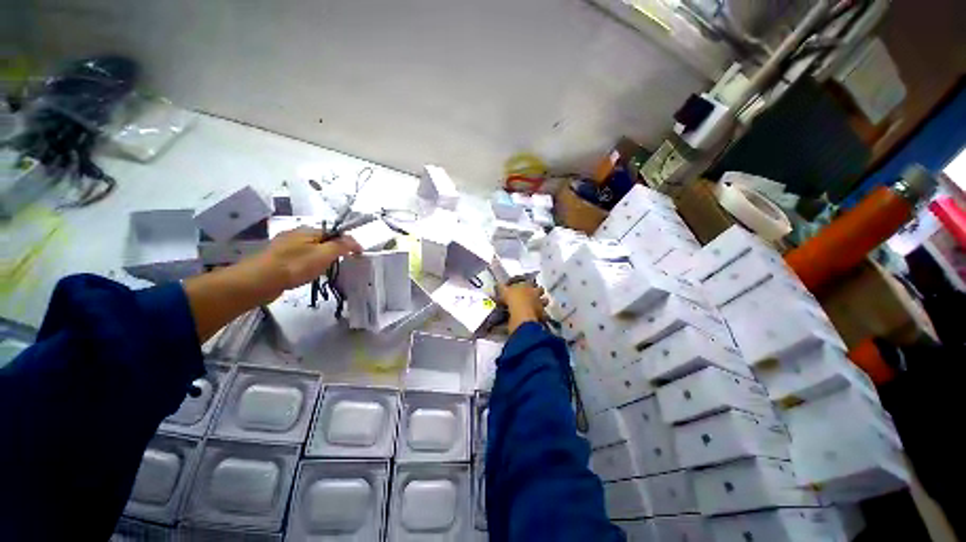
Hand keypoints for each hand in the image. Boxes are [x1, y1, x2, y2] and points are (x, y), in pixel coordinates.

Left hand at [250, 227, 361, 291]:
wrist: (259, 281)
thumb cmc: (295, 266)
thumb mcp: (324, 254)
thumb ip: (341, 246)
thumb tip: (354, 241)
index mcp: (308, 230)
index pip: (335, 233)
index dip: (348, 243)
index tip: (357, 255)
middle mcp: (295, 234)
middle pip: (322, 241)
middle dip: (333, 251)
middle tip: (338, 265)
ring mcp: (283, 246)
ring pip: (310, 250)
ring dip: (319, 259)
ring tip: (322, 272)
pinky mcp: (276, 258)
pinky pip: (299, 259)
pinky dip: (307, 265)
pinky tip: (305, 275)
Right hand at [497, 281, 548, 332]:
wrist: (521, 314)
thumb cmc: (512, 299)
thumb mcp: (503, 291)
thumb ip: (501, 287)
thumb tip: (498, 284)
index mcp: (527, 285)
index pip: (530, 282)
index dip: (528, 284)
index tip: (525, 286)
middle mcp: (536, 293)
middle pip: (541, 289)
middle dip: (538, 291)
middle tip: (533, 295)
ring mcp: (540, 303)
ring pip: (545, 301)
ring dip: (542, 303)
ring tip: (537, 306)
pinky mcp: (542, 314)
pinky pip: (544, 315)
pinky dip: (542, 316)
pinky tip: (537, 317)